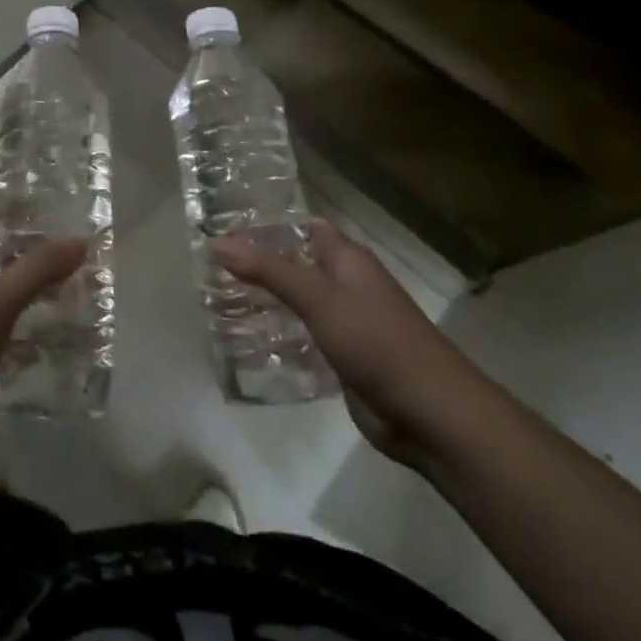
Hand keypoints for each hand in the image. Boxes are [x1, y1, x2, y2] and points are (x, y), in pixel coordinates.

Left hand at [0, 213, 86, 473]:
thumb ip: (39, 269)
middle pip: (7, 262)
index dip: (29, 215)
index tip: (72, 213)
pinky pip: (9, 339)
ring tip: (88, 299)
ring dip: (42, 299)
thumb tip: (82, 239)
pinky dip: (34, 338)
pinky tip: (66, 346)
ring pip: (10, 301)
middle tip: (91, 262)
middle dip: (44, 261)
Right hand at [214, 222, 486, 465]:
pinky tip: (245, 341)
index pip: (301, 227)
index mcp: (346, 259)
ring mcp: (345, 322)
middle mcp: (345, 284)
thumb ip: (268, 270)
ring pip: (296, 301)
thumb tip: (216, 242)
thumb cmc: (377, 342)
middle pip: (295, 264)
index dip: (265, 225)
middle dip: (257, 265)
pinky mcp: (342, 357)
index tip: (221, 226)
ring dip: (265, 301)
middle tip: (208, 266)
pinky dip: (277, 335)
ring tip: (216, 300)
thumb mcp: (318, 298)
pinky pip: (302, 336)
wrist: (432, 415)